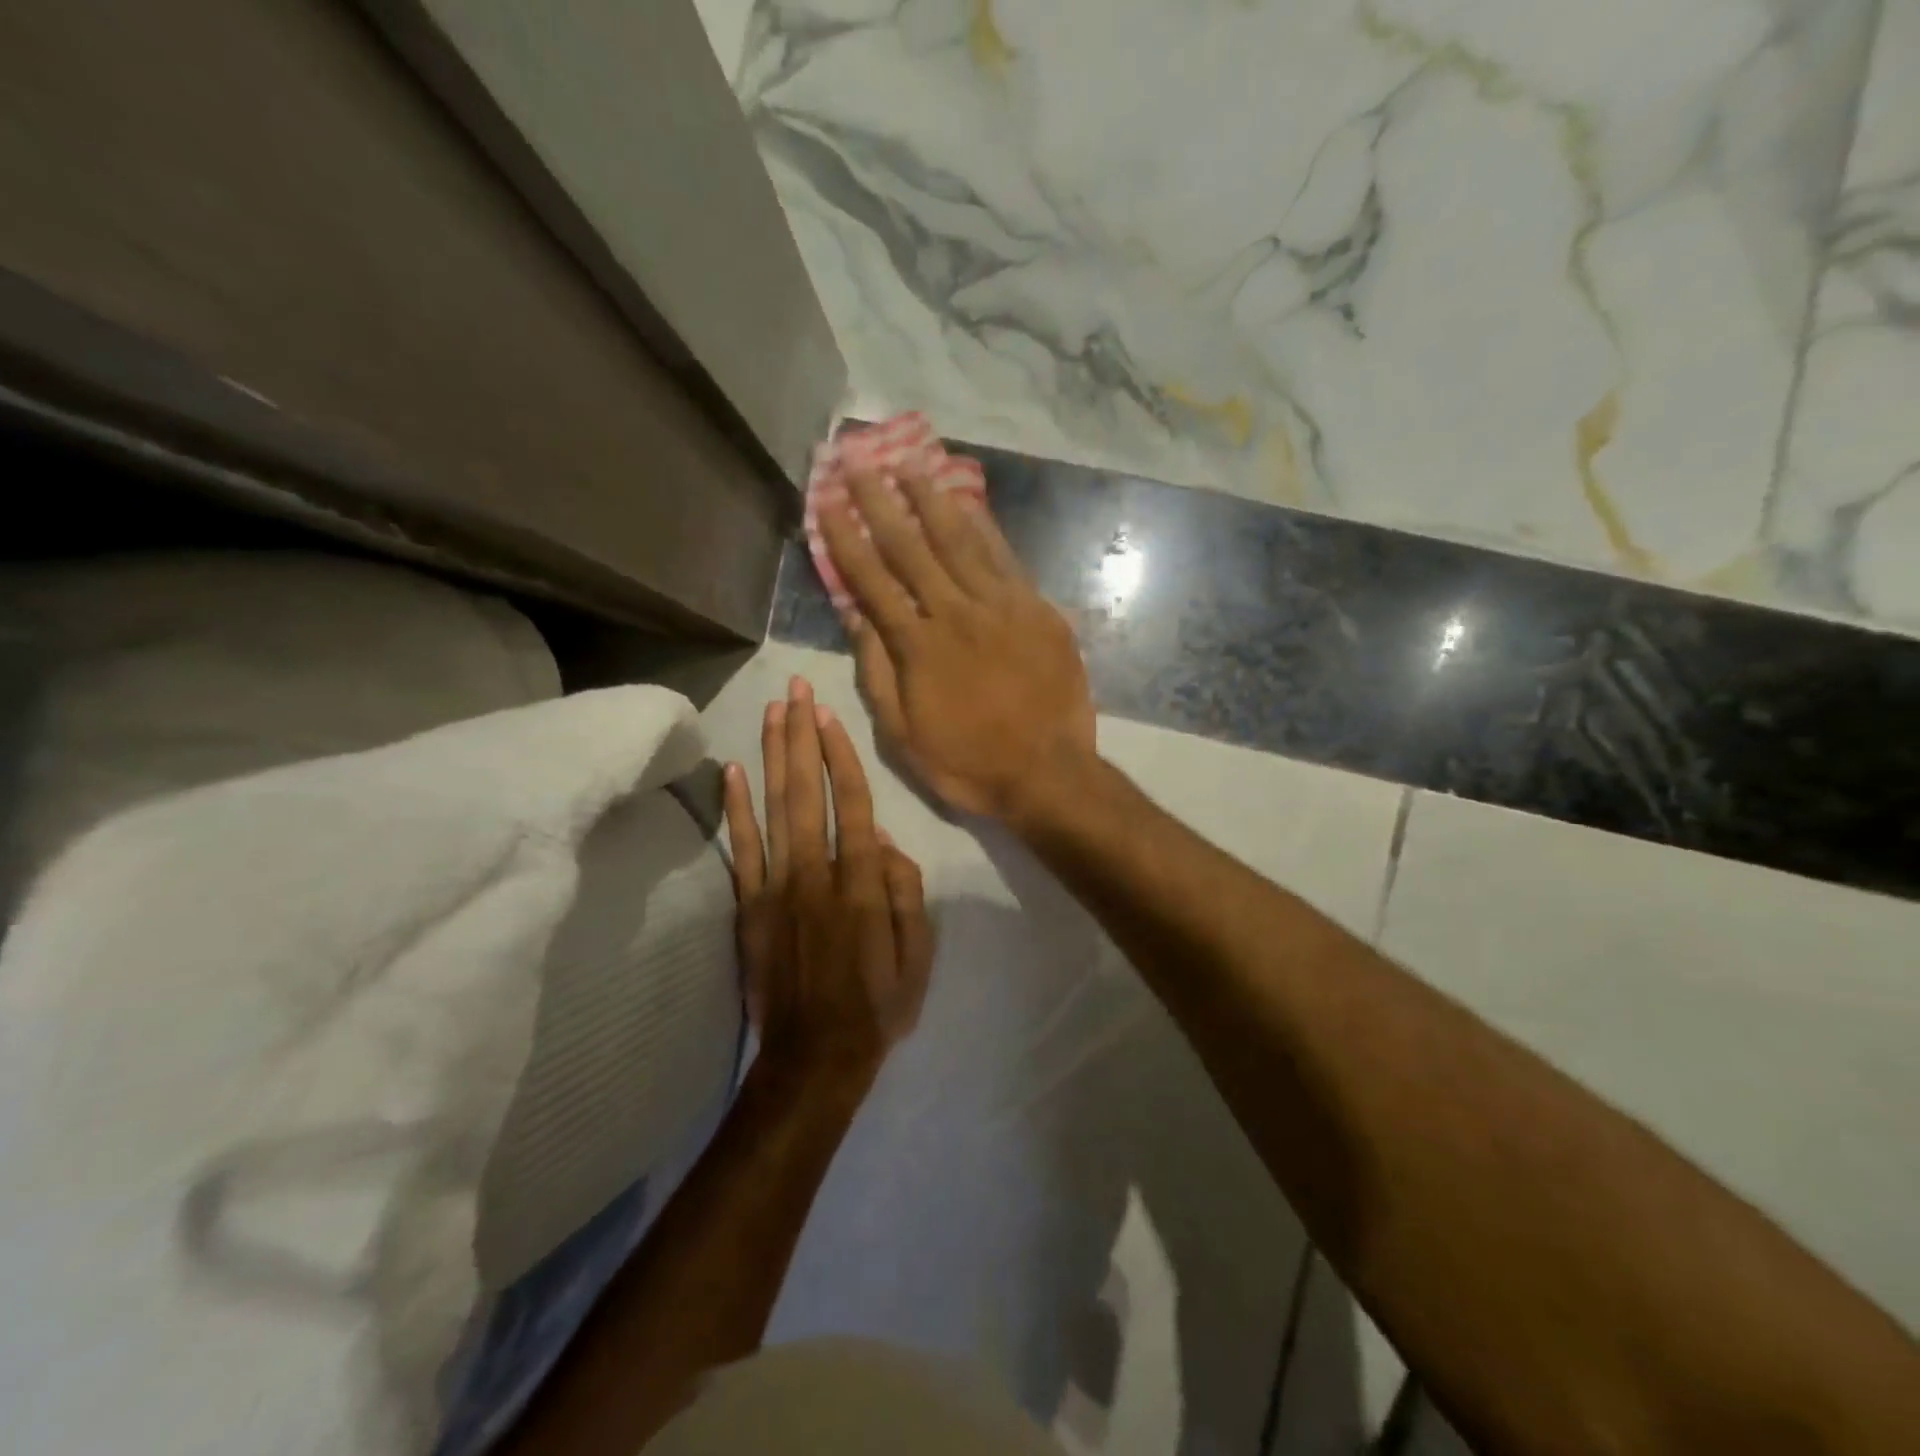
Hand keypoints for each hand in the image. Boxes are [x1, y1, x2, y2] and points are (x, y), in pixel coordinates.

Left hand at [721, 675, 932, 1089]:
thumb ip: (905, 893)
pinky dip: (734, 809)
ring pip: (773, 809)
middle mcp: (815, 874)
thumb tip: (885, 842)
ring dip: (771, 756)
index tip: (827, 715)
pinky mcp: (750, 908)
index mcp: (861, 884)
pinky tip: (730, 772)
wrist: (814, 1059)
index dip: (839, 756)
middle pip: (807, 792)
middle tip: (794, 689)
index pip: (852, 803)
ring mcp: (776, 889)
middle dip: (800, 736)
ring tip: (770, 712)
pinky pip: (741, 850)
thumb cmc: (877, 1007)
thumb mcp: (919, 956)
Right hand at [815, 468, 1096, 824]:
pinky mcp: (1038, 610)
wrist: (1048, 773)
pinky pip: (1006, 559)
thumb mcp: (903, 734)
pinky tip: (969, 503)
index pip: (871, 580)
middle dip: (881, 501)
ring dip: (931, 500)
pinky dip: (985, 528)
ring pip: (960, 541)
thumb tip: (856, 616)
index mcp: (918, 647)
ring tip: (910, 464)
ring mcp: (1002, 607)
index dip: (846, 537)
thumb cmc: (968, 762)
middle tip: (859, 460)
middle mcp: (956, 613)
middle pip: (911, 547)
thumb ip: (877, 672)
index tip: (826, 500)